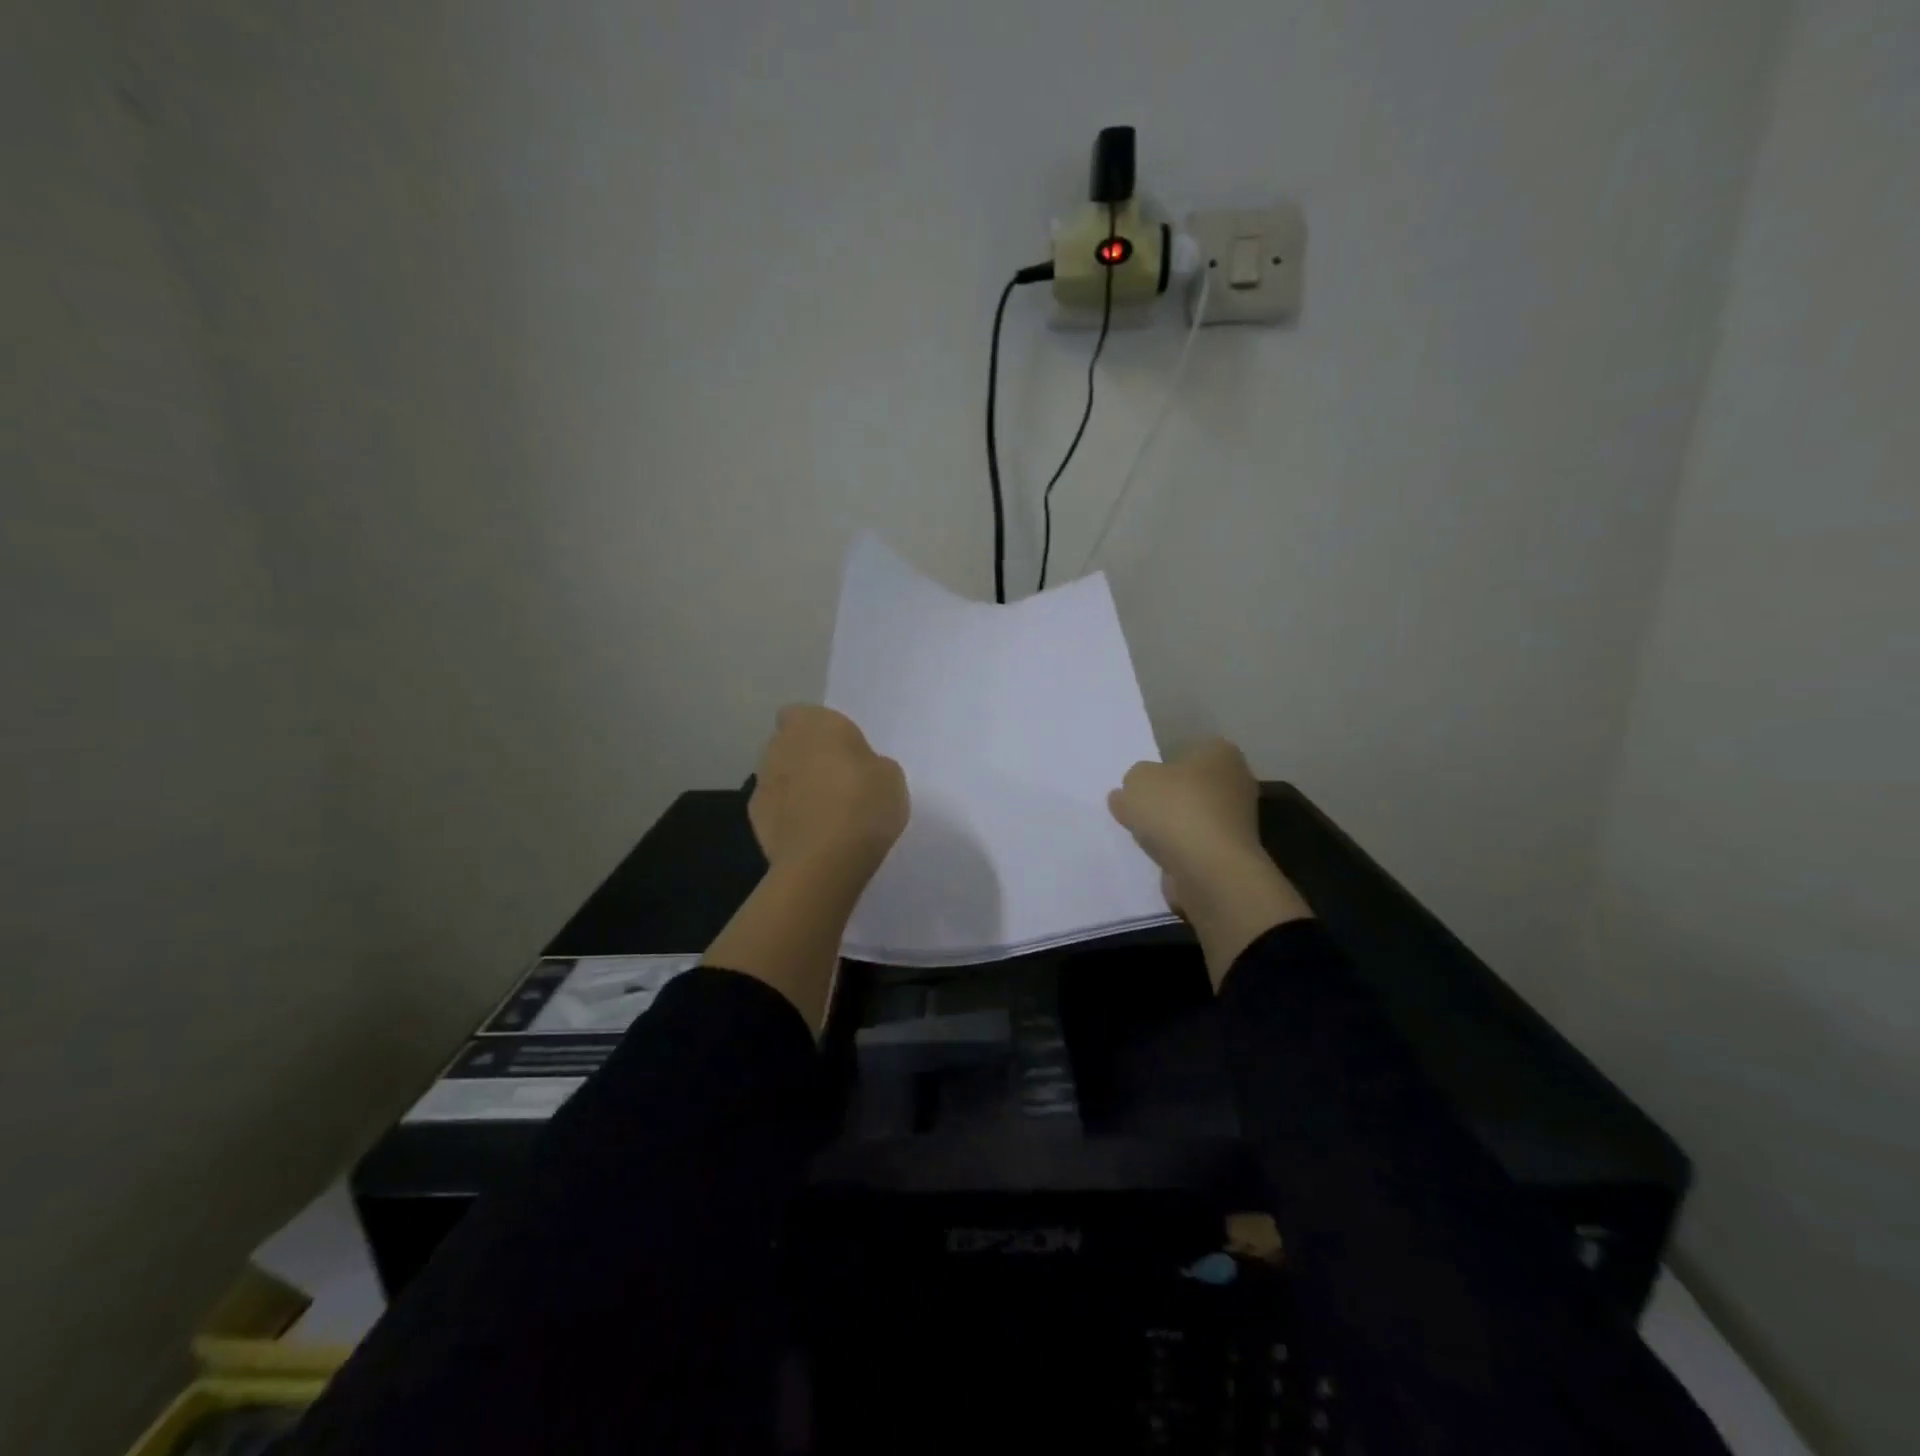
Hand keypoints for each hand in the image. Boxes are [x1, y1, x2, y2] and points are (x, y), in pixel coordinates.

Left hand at [750, 706, 908, 883]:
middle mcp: (780, 744)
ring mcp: (762, 781)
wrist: (823, 860)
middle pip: (790, 745)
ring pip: (780, 776)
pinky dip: (788, 817)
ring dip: (796, 788)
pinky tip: (810, 836)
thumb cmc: (863, 804)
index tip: (843, 753)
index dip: (821, 732)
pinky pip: (776, 808)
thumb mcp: (889, 776)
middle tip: (837, 783)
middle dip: (807, 758)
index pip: (805, 714)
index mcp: (814, 723)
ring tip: (825, 815)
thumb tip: (857, 771)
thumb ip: (869, 764)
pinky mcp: (754, 817)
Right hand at [1108, 740, 1310, 984]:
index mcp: (1221, 753)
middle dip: (1168, 798)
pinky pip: (1196, 845)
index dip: (1162, 767)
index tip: (1142, 784)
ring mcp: (1238, 821)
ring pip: (1193, 817)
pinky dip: (1179, 850)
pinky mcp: (1231, 853)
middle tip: (1138, 809)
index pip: (1188, 751)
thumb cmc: (1176, 810)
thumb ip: (1133, 782)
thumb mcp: (1137, 781)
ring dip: (1173, 827)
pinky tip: (1160, 856)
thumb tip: (1132, 794)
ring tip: (1144, 837)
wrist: (1208, 870)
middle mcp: (1236, 782)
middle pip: (1191, 786)